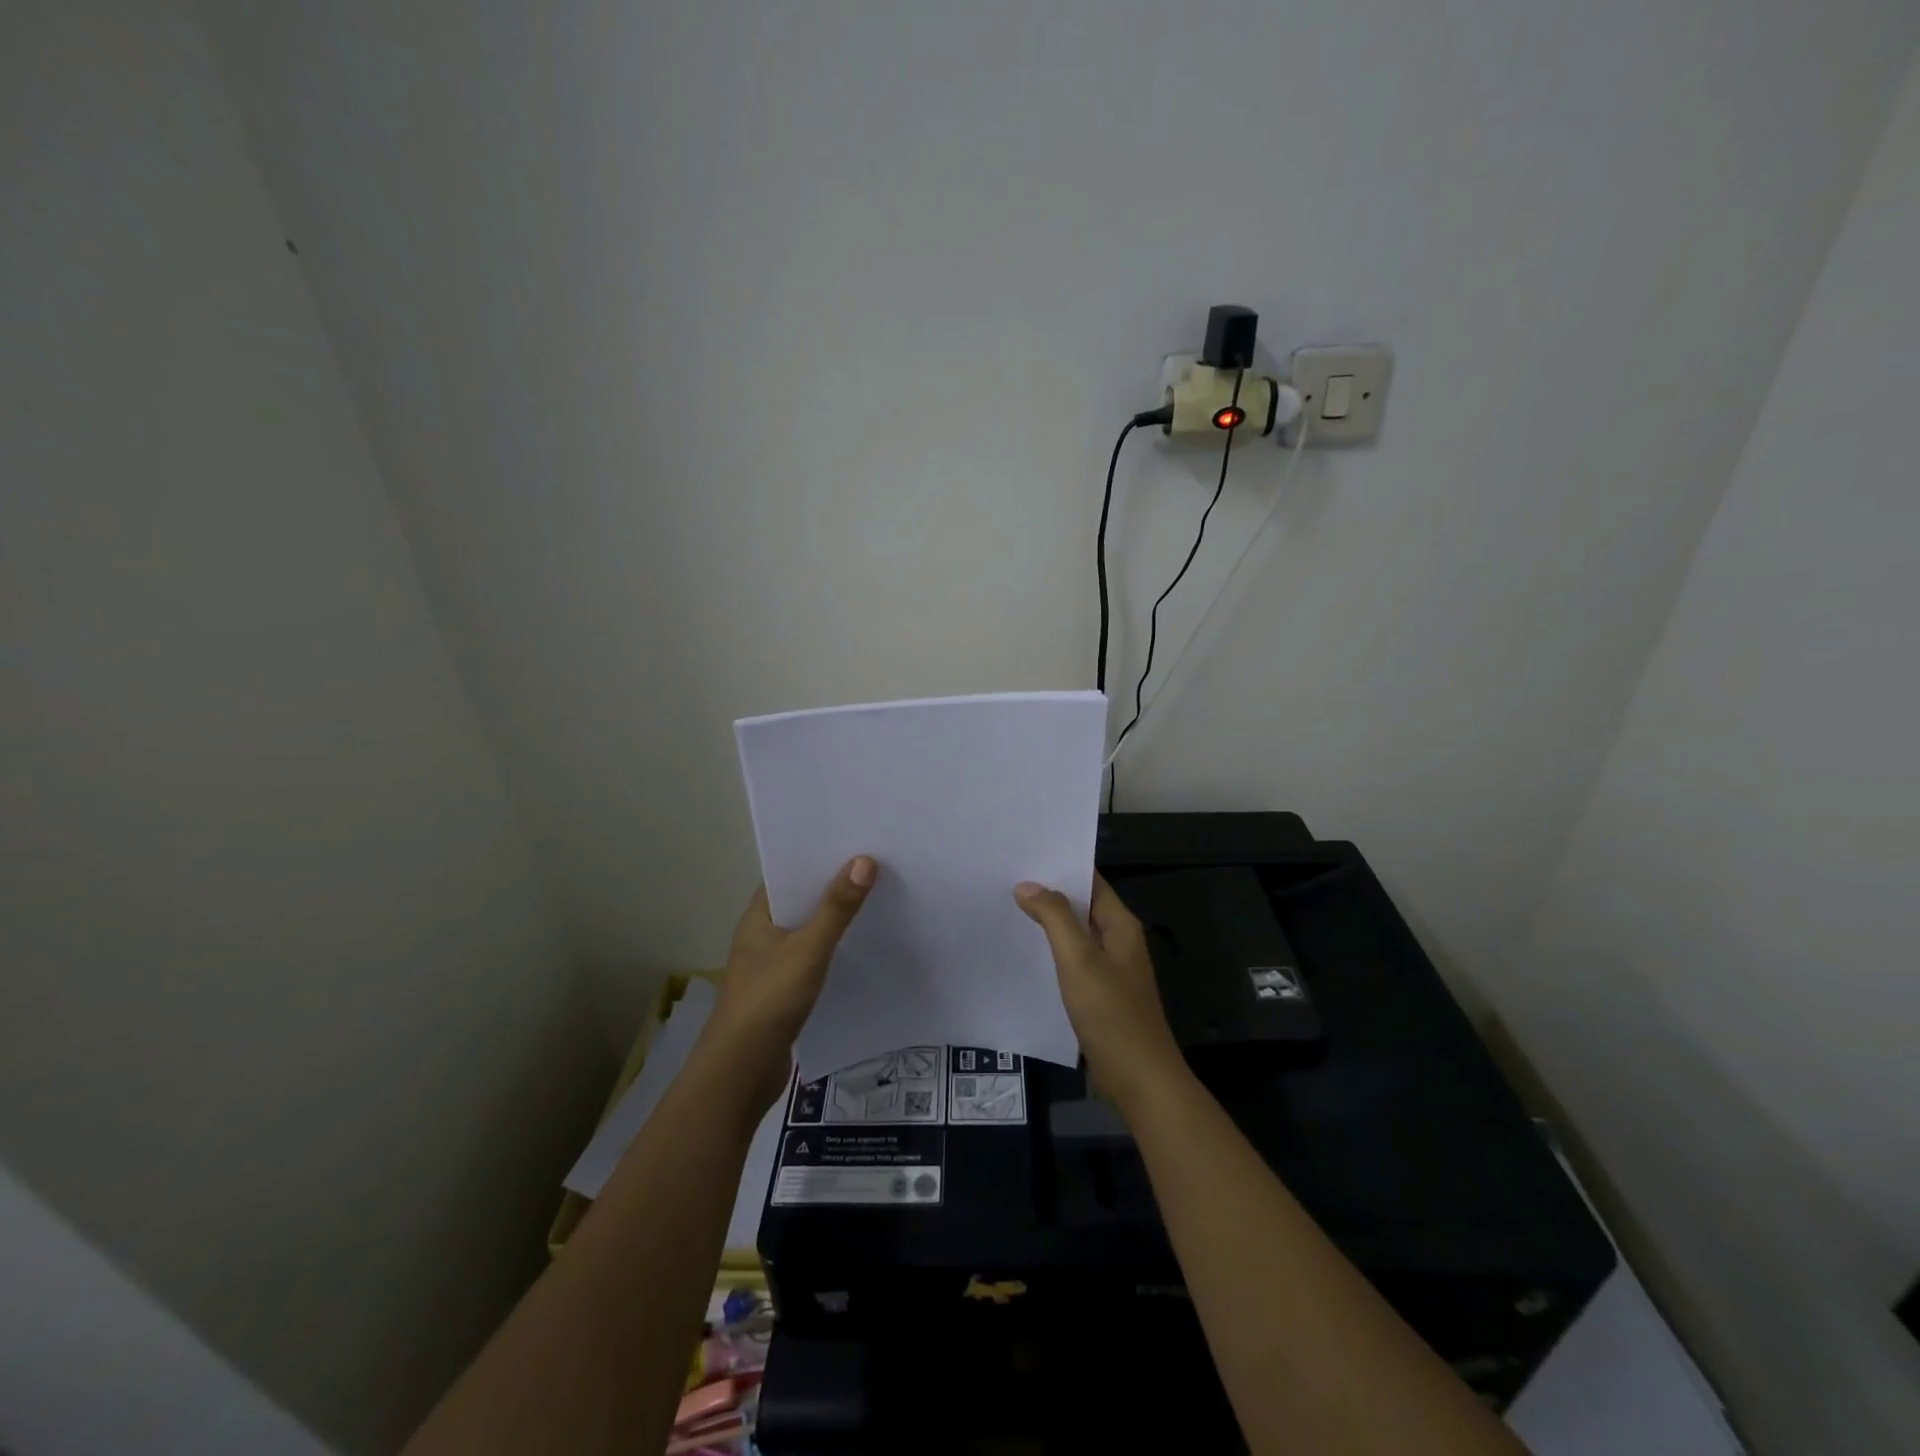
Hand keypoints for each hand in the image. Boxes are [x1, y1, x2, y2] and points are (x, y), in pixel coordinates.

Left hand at [704, 856, 876, 1107]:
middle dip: (834, 885)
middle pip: (802, 900)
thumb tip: (865, 860)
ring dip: (837, 918)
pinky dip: (835, 948)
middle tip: (877, 864)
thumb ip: (837, 908)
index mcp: (758, 916)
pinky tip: (863, 945)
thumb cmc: (769, 1000)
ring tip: (878, 897)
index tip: (854, 841)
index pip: (788, 873)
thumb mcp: (808, 949)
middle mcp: (763, 934)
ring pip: (810, 930)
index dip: (817, 856)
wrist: (742, 1072)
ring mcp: (773, 964)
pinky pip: (815, 957)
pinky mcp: (786, 990)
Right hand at [1015, 873, 1185, 1109]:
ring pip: (1075, 933)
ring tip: (1007, 907)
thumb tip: (1028, 885)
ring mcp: (1110, 968)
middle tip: (1005, 878)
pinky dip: (1051, 950)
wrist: (1139, 1079)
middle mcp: (1118, 940)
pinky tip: (1024, 951)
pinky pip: (1073, 959)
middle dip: (1048, 892)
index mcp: (1120, 924)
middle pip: (1081, 905)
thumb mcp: (1079, 960)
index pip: (1090, 881)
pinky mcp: (1100, 992)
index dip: (1061, 866)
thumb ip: (1055, 918)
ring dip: (1048, 921)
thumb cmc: (1111, 1013)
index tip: (1024, 854)